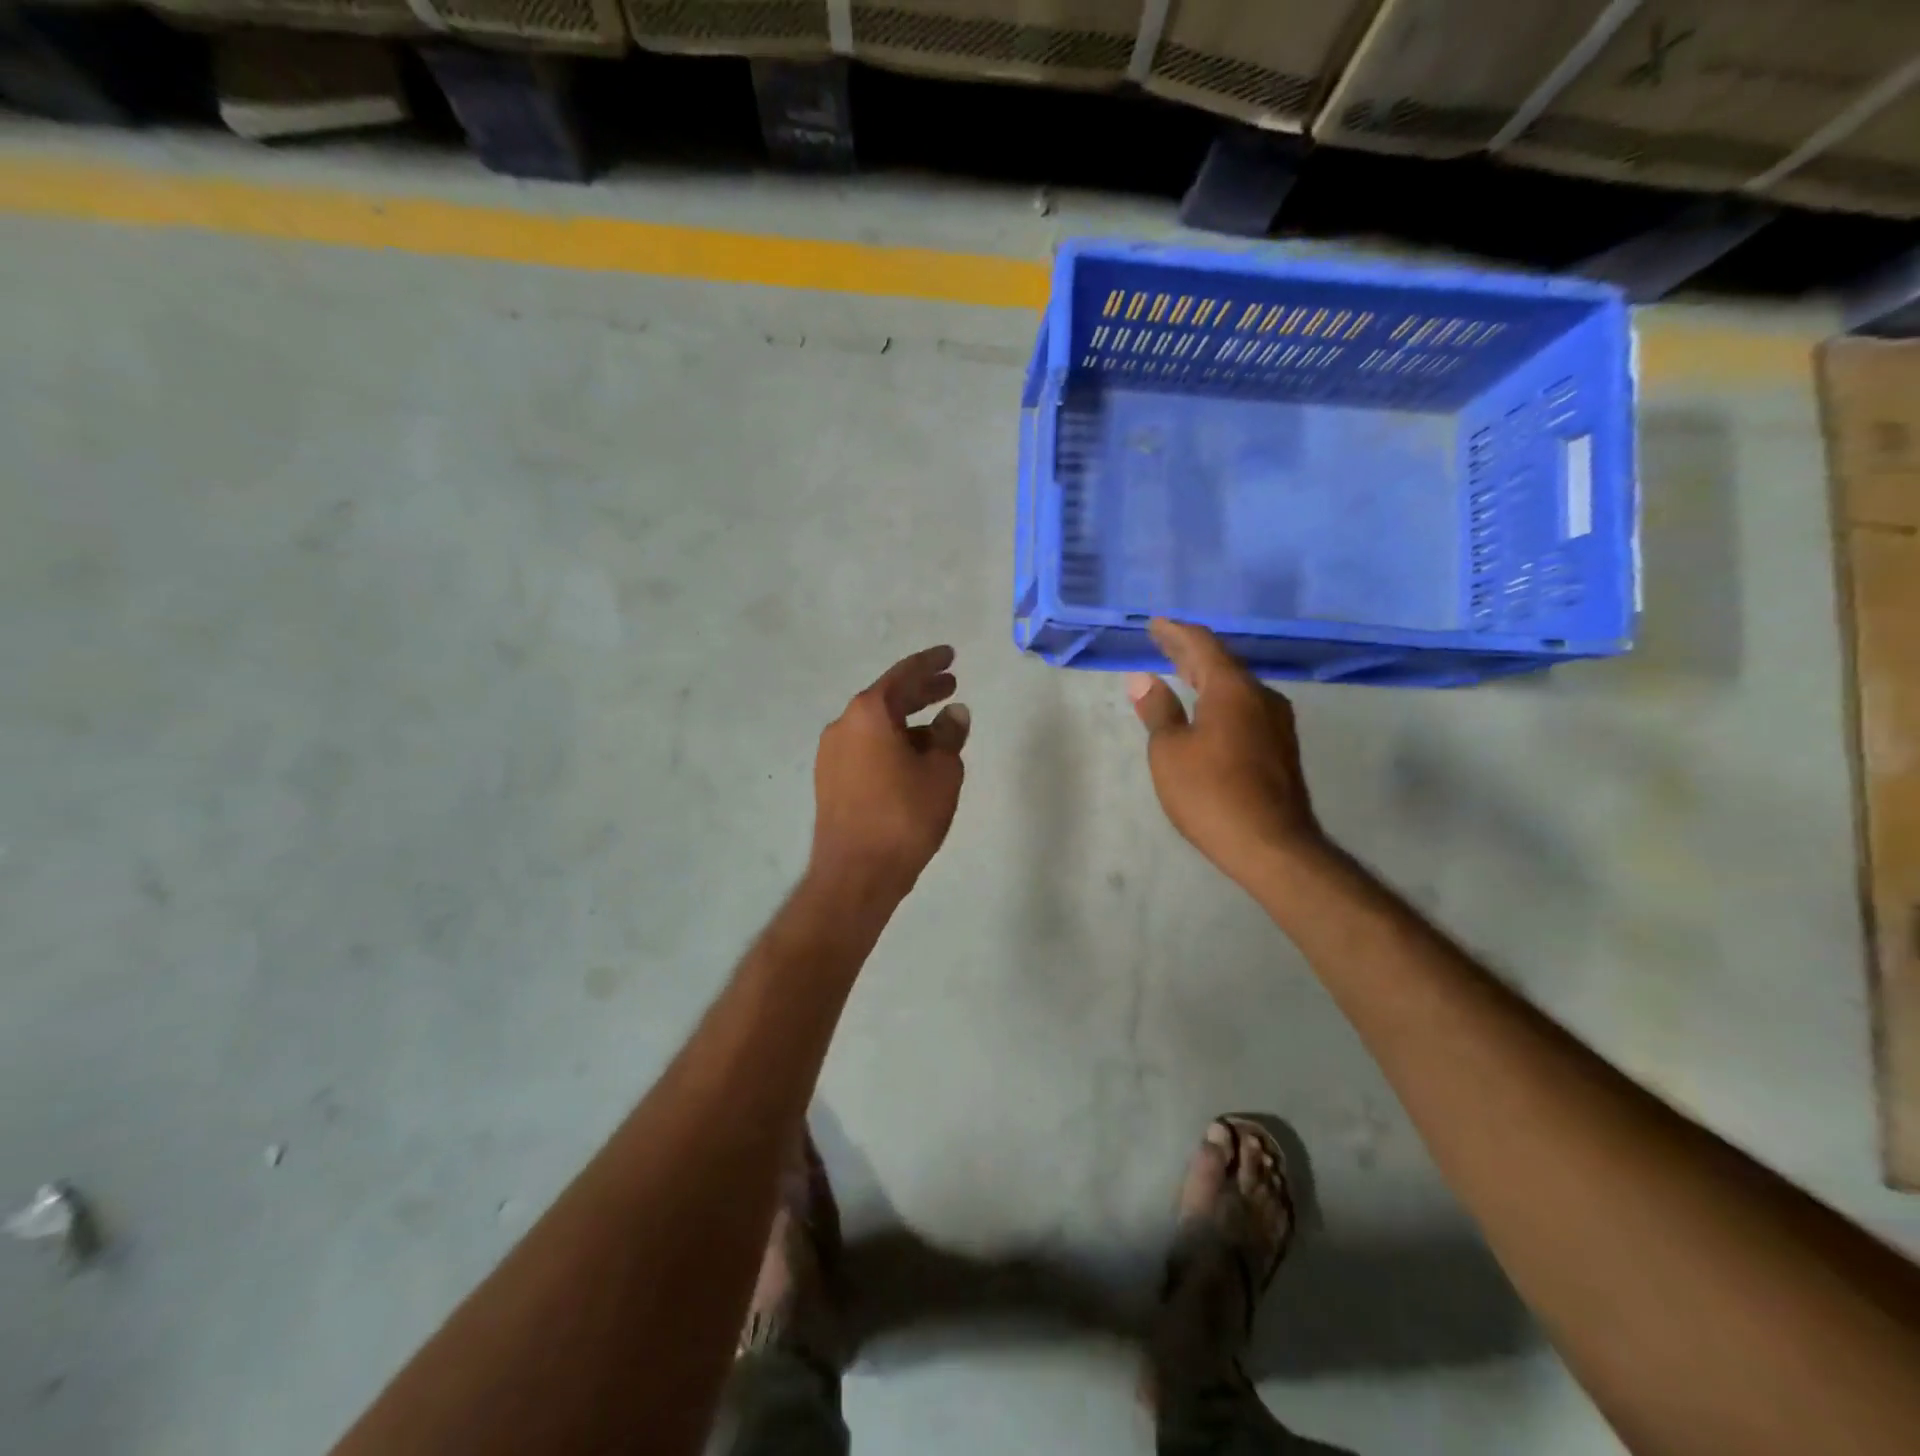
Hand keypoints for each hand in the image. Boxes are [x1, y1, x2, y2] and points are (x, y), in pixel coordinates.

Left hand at [810, 644, 969, 901]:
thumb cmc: (904, 817)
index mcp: (868, 713)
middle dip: (921, 692)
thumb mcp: (941, 773)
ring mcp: (831, 754)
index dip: (930, 664)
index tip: (950, 656)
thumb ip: (950, 736)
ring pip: (876, 726)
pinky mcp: (830, 780)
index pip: (904, 675)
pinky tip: (913, 759)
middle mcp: (843, 725)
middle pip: (887, 699)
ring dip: (907, 722)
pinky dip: (891, 744)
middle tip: (950, 686)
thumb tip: (954, 713)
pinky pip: (866, 749)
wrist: (856, 874)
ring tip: (940, 730)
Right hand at [1128, 619, 1323, 885]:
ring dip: (1207, 676)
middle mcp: (1261, 697)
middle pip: (1222, 663)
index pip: (1202, 645)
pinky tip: (1208, 709)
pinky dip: (1220, 699)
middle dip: (1190, 651)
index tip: (1156, 624)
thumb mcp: (1170, 752)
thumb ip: (1158, 711)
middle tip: (1163, 641)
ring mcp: (1276, 723)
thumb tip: (1143, 679)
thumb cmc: (1211, 793)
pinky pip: (1245, 708)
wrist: (1272, 846)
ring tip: (1182, 671)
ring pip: (1236, 686)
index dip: (1176, 633)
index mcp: (1232, 690)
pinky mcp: (1280, 748)